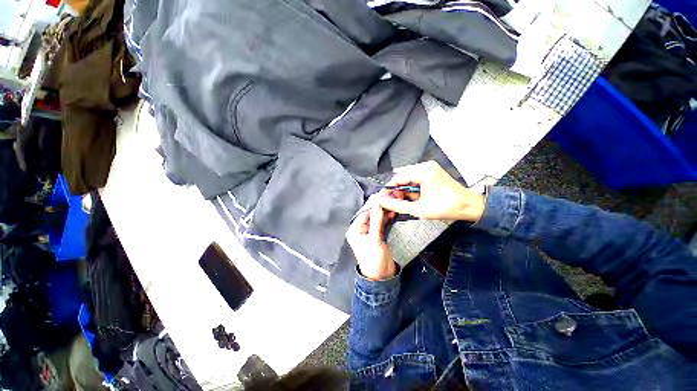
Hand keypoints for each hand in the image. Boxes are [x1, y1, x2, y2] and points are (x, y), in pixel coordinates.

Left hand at [346, 197, 397, 280]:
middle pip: (371, 214)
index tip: (384, 197)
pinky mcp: (377, 234)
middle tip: (390, 198)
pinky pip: (381, 223)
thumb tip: (378, 204)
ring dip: (385, 211)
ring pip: (377, 217)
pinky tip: (392, 212)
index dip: (374, 205)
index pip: (365, 213)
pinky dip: (386, 217)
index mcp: (355, 230)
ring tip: (393, 203)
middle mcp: (361, 229)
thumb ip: (377, 221)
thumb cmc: (373, 260)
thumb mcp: (374, 239)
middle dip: (380, 206)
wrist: (381, 276)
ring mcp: (370, 231)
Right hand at [377, 161, 485, 221]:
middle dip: (397, 191)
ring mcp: (429, 168)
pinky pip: (415, 180)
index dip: (388, 189)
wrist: (468, 206)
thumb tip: (382, 202)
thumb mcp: (418, 209)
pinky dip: (412, 190)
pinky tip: (414, 199)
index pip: (397, 178)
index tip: (382, 199)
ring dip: (405, 192)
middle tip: (395, 203)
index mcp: (423, 171)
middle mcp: (425, 166)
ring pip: (407, 179)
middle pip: (402, 178)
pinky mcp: (431, 173)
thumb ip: (397, 205)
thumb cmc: (446, 207)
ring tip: (407, 203)